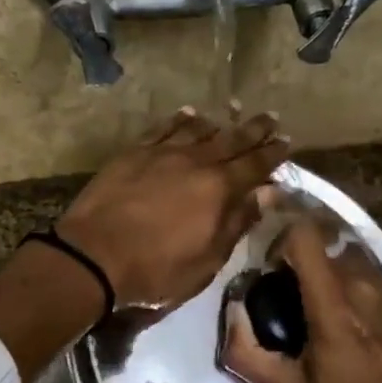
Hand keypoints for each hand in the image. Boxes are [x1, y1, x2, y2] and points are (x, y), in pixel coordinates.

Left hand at [57, 108, 289, 309]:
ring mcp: (162, 153)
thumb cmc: (157, 269)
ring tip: (231, 113)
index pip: (255, 165)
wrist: (94, 255)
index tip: (287, 141)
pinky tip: (187, 115)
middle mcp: (195, 162)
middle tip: (270, 117)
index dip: (273, 154)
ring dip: (218, 122)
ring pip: (198, 130)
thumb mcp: (208, 259)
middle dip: (253, 129)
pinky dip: (179, 120)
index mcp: (219, 189)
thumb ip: (238, 221)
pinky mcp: (134, 153)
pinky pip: (163, 129)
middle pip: (231, 140)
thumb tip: (268, 192)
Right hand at [222, 217, 381, 382]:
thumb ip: (247, 352)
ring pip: (360, 265)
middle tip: (309, 305)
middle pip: (329, 251)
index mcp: (332, 304)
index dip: (284, 240)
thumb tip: (232, 312)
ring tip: (348, 320)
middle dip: (313, 270)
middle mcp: (367, 284)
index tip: (278, 266)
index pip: (304, 235)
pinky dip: (377, 297)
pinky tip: (381, 330)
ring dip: (346, 283)